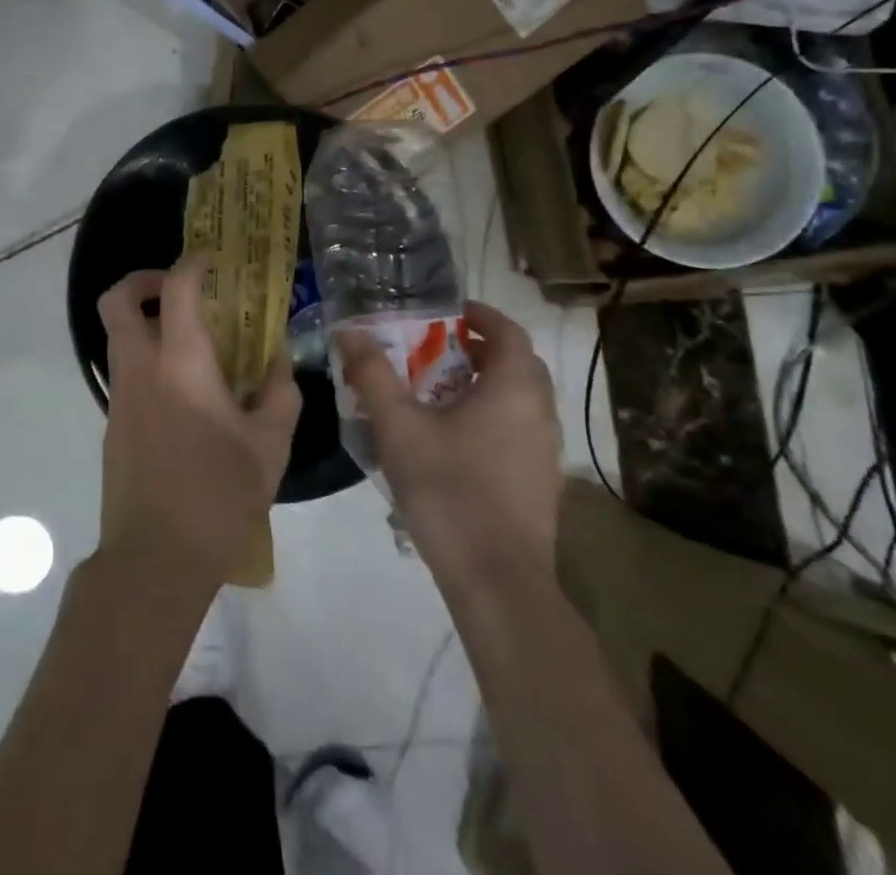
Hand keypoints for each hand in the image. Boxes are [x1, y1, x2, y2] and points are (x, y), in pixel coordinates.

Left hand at [95, 257, 301, 596]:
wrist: (155, 558)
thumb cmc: (218, 495)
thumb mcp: (269, 444)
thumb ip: (278, 392)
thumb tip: (277, 361)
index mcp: (180, 363)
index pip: (177, 288)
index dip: (193, 263)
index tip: (213, 260)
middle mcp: (140, 368)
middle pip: (117, 301)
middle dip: (144, 281)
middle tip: (182, 290)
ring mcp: (120, 396)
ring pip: (118, 336)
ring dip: (147, 322)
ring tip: (194, 342)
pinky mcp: (113, 424)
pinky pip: (126, 371)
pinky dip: (149, 359)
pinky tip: (187, 392)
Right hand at [337, 301, 561, 584]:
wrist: (497, 581)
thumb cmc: (449, 489)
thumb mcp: (399, 426)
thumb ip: (373, 374)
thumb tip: (349, 331)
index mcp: (514, 389)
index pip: (509, 332)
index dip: (481, 316)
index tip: (449, 314)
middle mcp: (540, 413)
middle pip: (518, 365)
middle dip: (482, 350)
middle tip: (440, 350)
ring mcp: (546, 452)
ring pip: (520, 400)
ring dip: (487, 385)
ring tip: (441, 394)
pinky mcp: (542, 484)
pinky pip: (520, 431)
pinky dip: (494, 418)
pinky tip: (456, 441)